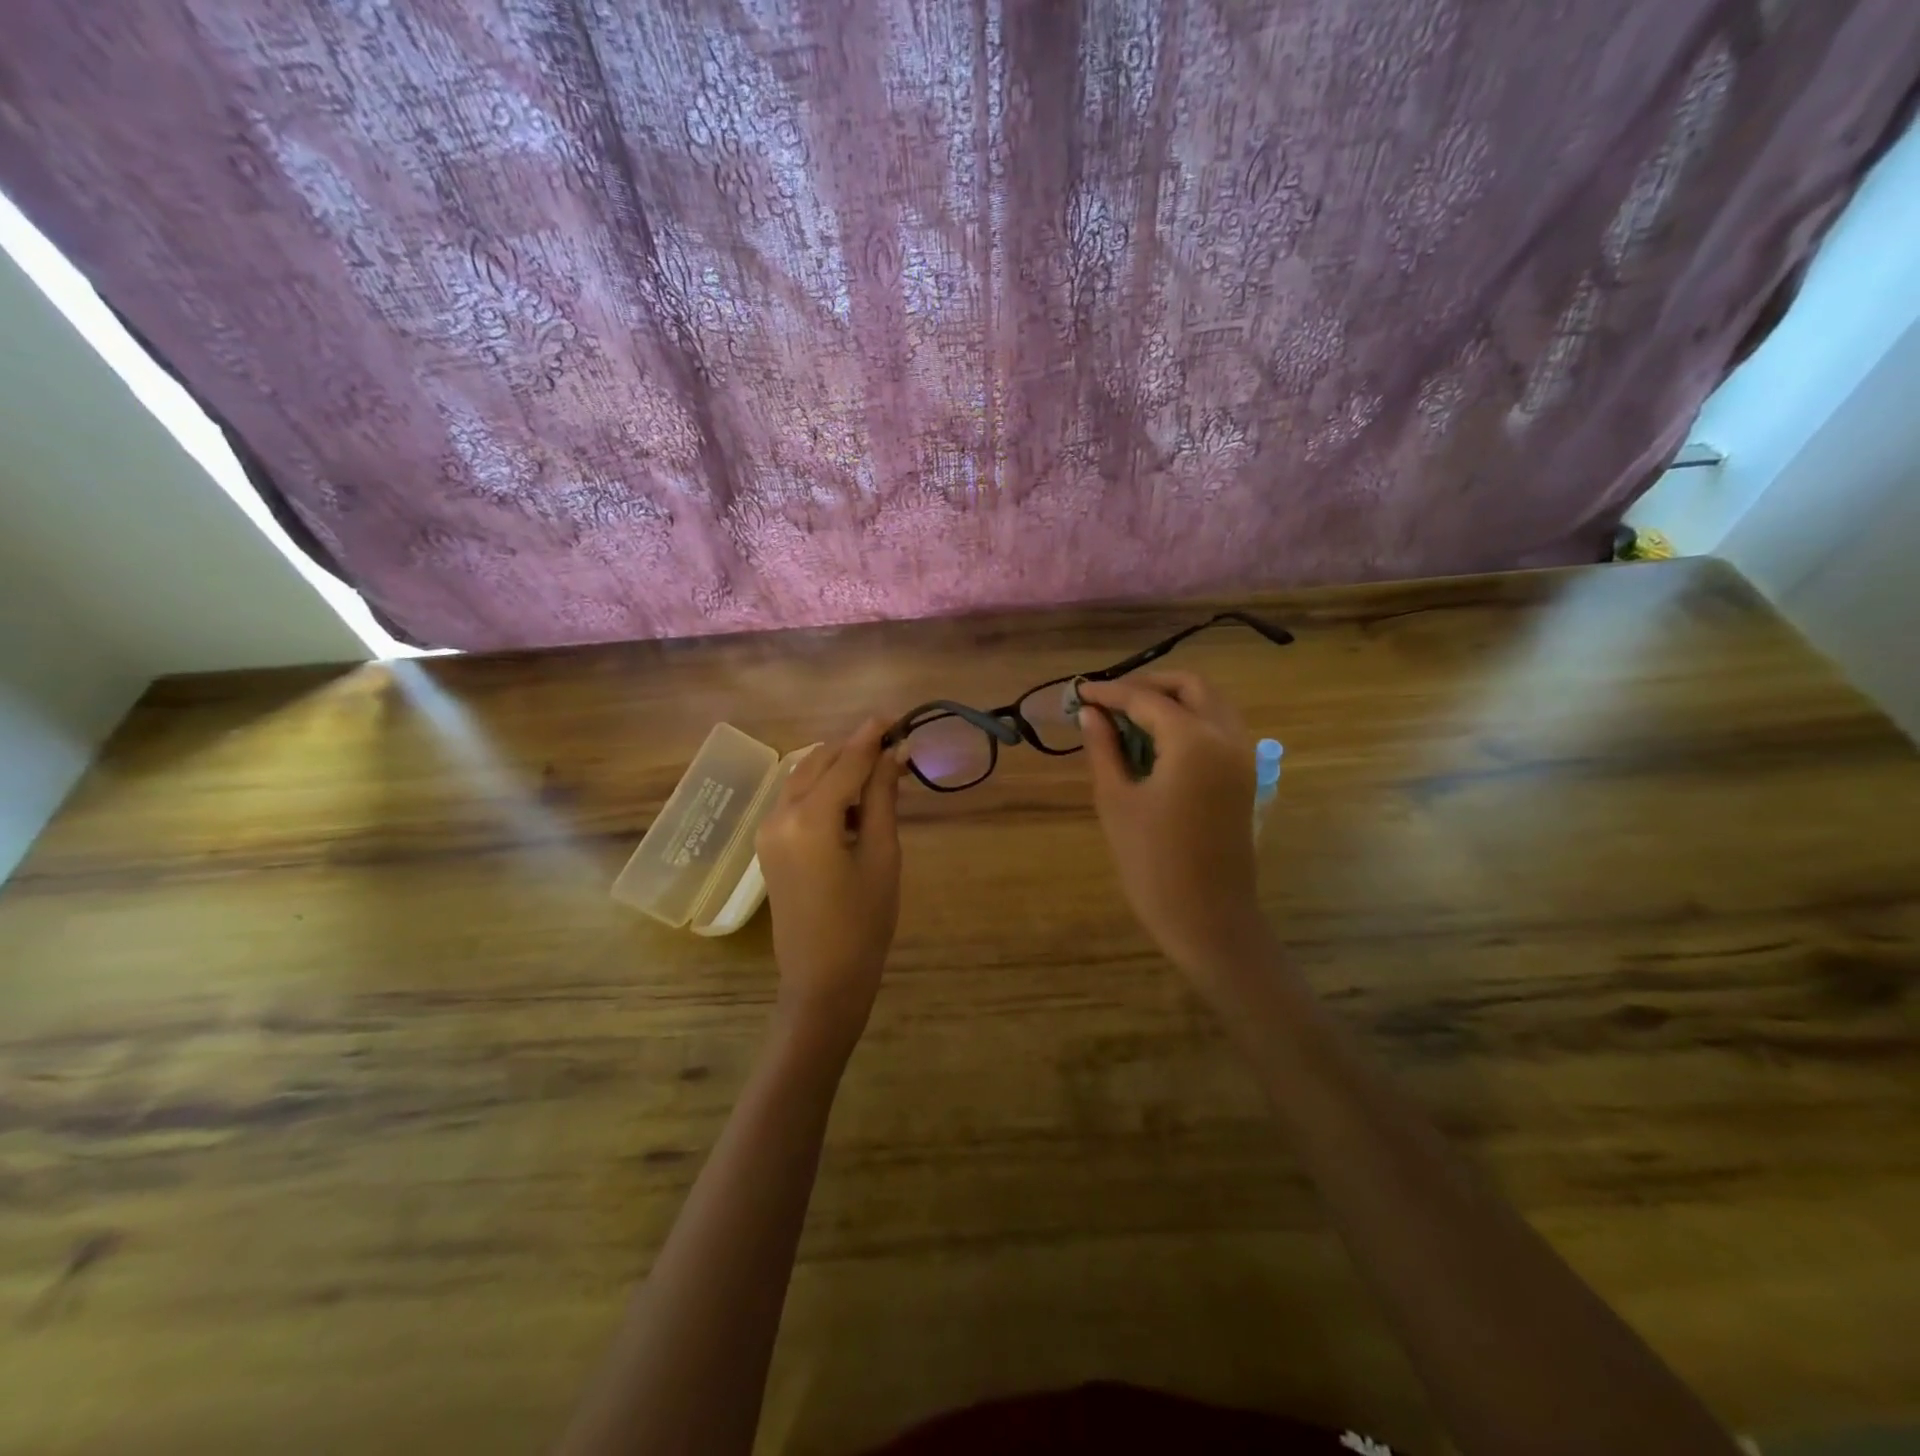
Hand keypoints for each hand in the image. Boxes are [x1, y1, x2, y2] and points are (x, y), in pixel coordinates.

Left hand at [755, 717, 903, 1048]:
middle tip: (894, 744)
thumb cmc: (863, 922)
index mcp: (810, 818)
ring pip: (804, 776)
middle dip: (855, 748)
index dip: (873, 736)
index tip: (898, 717)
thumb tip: (895, 753)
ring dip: (838, 766)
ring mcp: (768, 829)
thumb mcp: (882, 854)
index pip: (846, 761)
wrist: (823, 980)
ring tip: (878, 769)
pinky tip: (850, 797)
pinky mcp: (768, 843)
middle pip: (819, 761)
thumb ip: (882, 797)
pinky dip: (822, 787)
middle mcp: (780, 814)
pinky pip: (795, 798)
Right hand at [1078, 672, 1268, 988]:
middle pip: (1191, 687)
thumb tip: (1090, 713)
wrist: (1207, 918)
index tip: (1080, 692)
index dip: (1111, 692)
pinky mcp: (1245, 777)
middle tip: (1110, 700)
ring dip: (1173, 700)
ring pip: (1211, 704)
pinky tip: (1157, 741)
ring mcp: (1243, 757)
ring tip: (1129, 718)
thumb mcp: (1116, 800)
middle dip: (1149, 685)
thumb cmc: (1152, 863)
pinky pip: (1219, 728)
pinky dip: (1190, 720)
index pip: (1147, 699)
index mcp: (1194, 741)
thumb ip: (1103, 748)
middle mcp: (1227, 737)